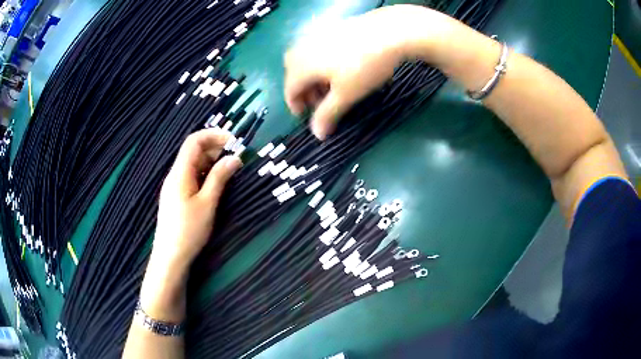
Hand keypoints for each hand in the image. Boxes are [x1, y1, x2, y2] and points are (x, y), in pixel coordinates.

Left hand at [153, 128, 241, 267]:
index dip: (213, 135)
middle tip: (237, 158)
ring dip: (212, 163)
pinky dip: (206, 175)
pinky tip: (217, 185)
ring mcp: (175, 186)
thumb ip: (220, 178)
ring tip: (230, 171)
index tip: (234, 141)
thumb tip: (235, 158)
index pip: (194, 141)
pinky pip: (192, 177)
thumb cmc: (189, 230)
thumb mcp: (207, 203)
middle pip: (194, 152)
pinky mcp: (177, 196)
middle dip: (216, 149)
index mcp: (180, 172)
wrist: (170, 256)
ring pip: (194, 165)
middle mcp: (175, 175)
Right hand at [284, 5, 452, 139]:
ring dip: (313, 75)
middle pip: (294, 73)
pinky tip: (341, 64)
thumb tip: (317, 135)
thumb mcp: (346, 95)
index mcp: (301, 66)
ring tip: (332, 84)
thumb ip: (328, 114)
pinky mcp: (332, 28)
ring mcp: (317, 35)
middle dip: (304, 90)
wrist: (389, 32)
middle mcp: (303, 49)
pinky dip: (322, 61)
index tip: (308, 116)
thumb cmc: (364, 66)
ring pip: (306, 59)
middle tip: (321, 101)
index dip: (296, 106)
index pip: (289, 89)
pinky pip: (318, 48)